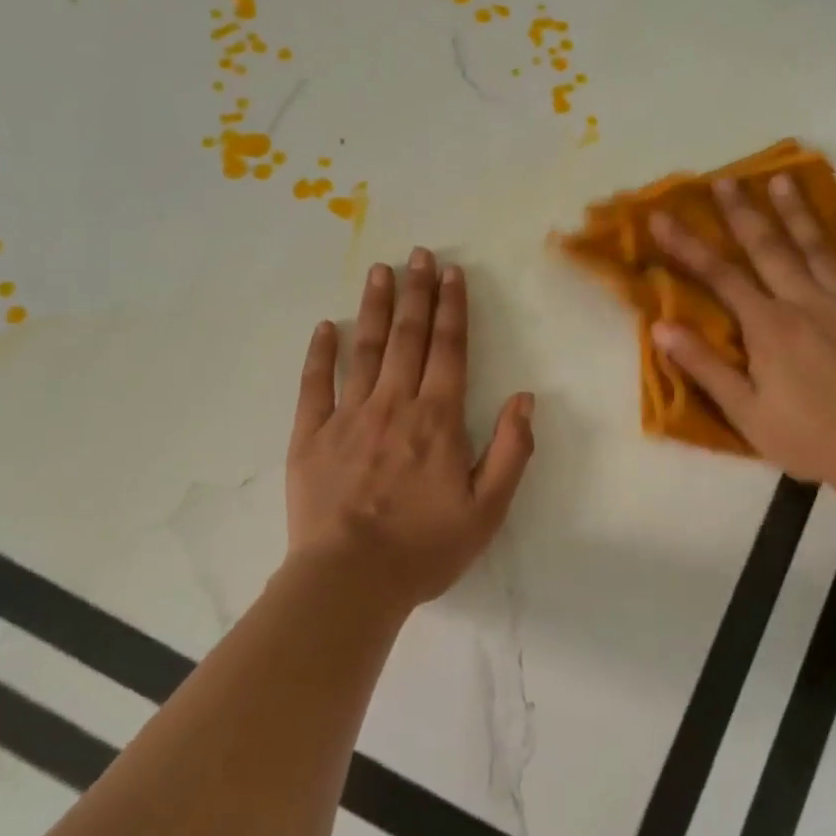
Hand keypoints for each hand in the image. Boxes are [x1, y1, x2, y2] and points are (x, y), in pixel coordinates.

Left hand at [286, 247, 535, 609]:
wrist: (350, 581)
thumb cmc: (425, 547)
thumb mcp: (488, 508)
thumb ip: (511, 450)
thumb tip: (525, 397)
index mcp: (437, 419)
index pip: (449, 349)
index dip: (452, 308)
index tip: (452, 273)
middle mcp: (394, 404)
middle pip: (408, 337)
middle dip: (416, 292)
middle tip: (418, 254)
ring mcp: (347, 416)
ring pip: (364, 349)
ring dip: (375, 308)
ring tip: (380, 271)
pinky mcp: (310, 436)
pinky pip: (314, 384)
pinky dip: (320, 353)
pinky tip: (325, 327)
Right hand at [648, 175, 835, 491]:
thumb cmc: (810, 438)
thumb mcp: (746, 412)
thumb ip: (705, 366)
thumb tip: (661, 327)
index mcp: (769, 327)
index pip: (720, 276)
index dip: (688, 245)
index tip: (662, 216)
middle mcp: (806, 303)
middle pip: (769, 248)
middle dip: (743, 213)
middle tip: (725, 179)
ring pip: (818, 249)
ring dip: (797, 213)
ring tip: (782, 180)